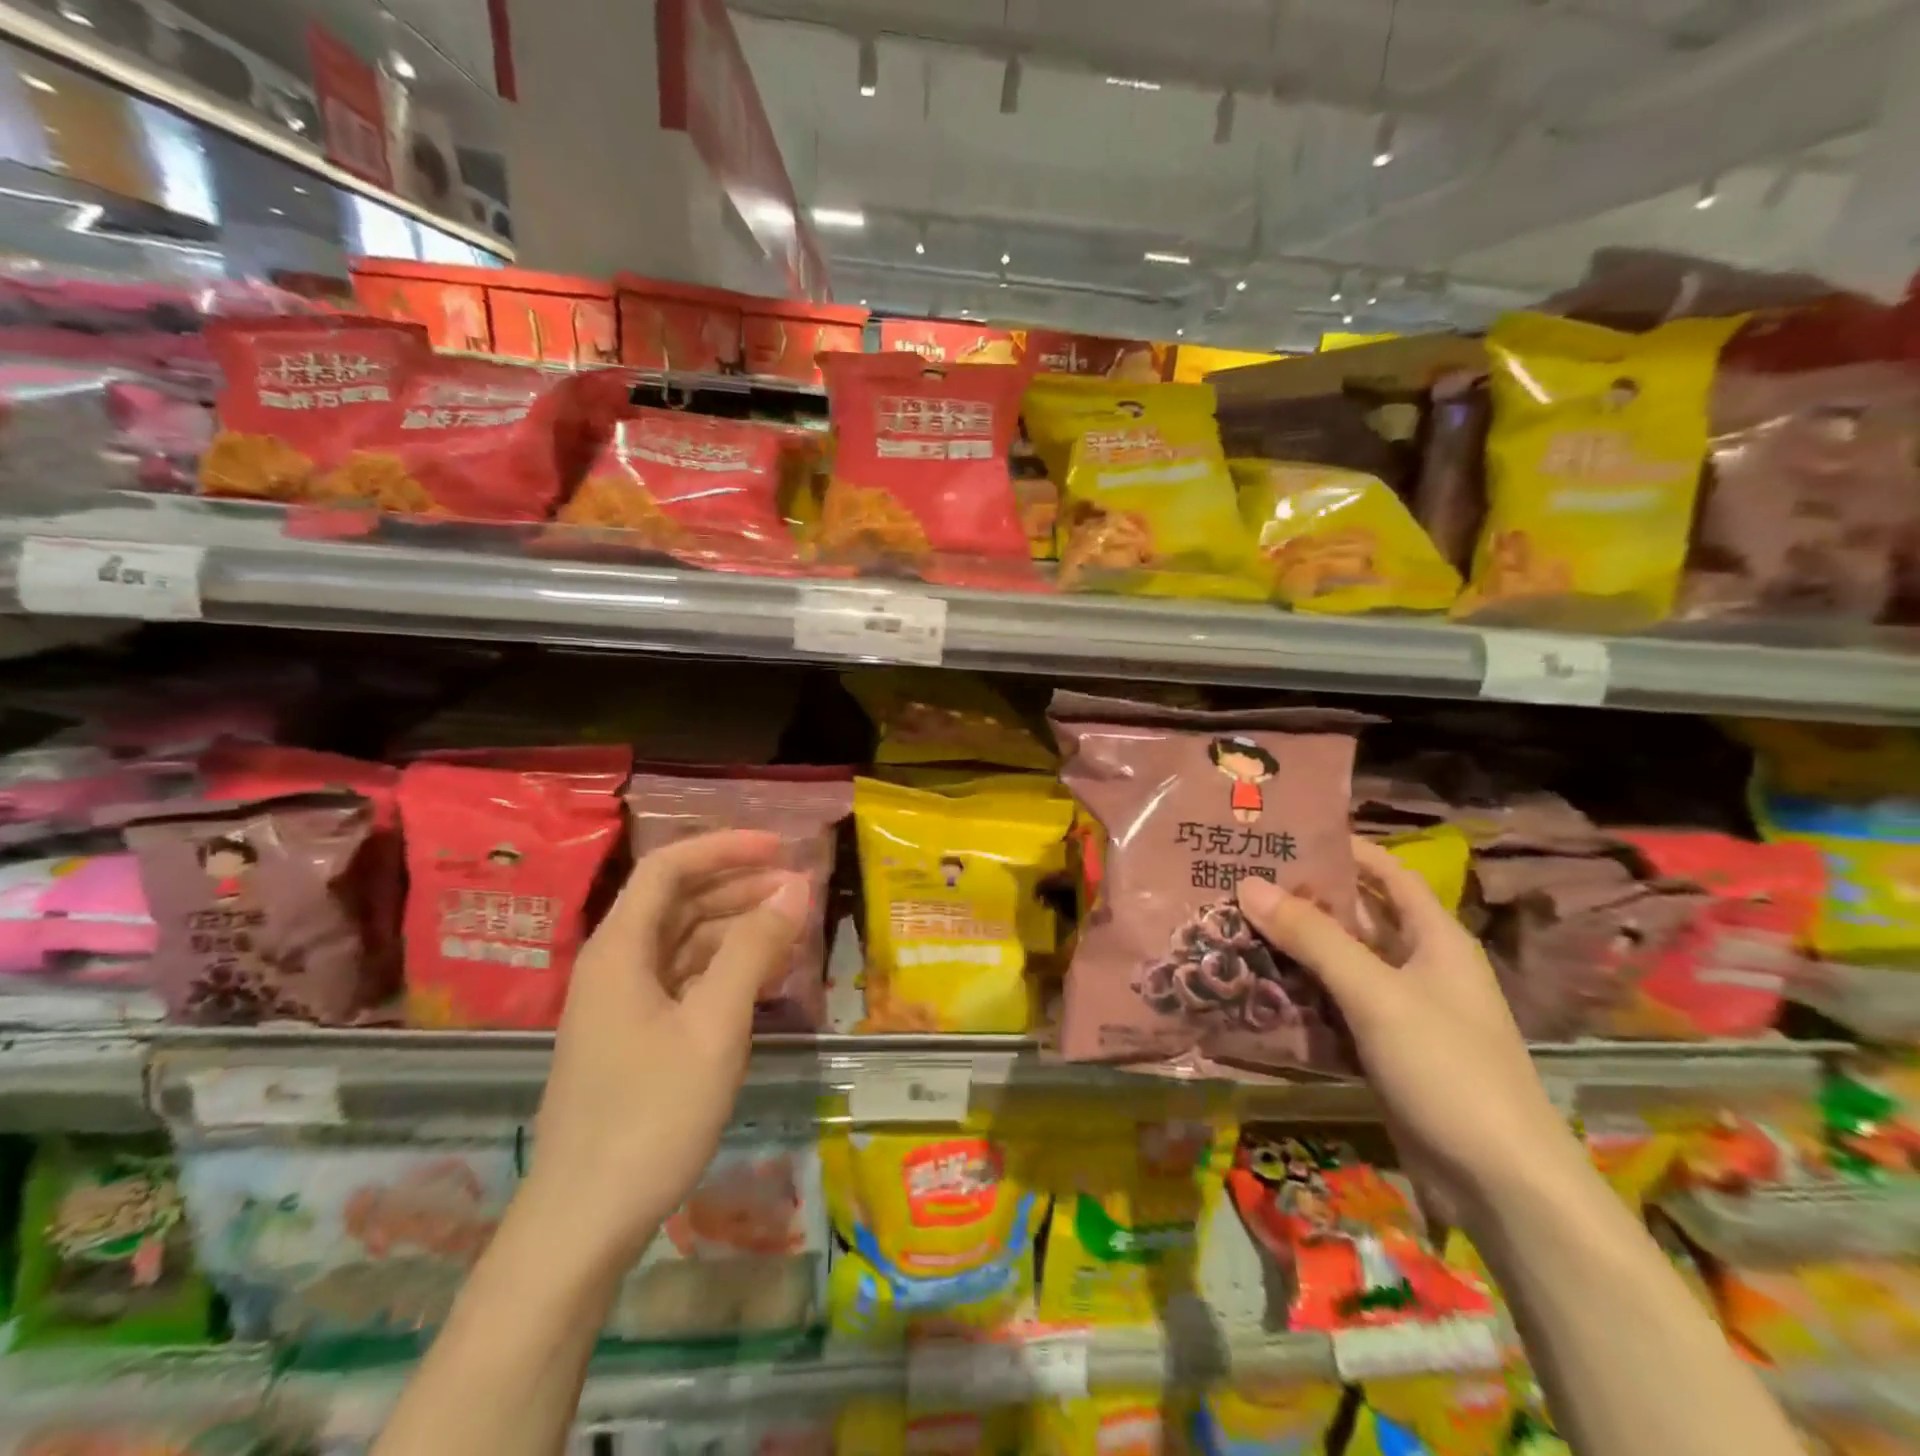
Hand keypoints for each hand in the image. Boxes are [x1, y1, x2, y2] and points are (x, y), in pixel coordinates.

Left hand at [524, 830, 807, 1265]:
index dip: (724, 848)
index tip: (780, 848)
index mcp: (619, 950)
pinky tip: (763, 976)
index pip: (668, 868)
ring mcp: (622, 1003)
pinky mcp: (634, 1036)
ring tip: (791, 928)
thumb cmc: (650, 1116)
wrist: (582, 1225)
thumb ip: (753, 949)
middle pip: (677, 900)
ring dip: (735, 927)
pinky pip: (684, 979)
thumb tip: (795, 885)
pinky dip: (724, 967)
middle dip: (738, 885)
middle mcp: (615, 965)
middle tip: (798, 888)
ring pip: (683, 941)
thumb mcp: (714, 1026)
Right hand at [1237, 838, 1582, 1215]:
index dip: (1343, 849)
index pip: (1387, 874)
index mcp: (1435, 938)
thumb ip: (1312, 938)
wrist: (1500, 1187)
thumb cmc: (1448, 1069)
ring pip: (1338, 964)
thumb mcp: (1376, 993)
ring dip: (1293, 947)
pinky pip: (1333, 1006)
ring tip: (1231, 924)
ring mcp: (1401, 1011)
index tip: (1284, 833)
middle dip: (1302, 899)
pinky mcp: (1382, 1050)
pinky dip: (1298, 993)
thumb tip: (1248, 883)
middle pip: (1355, 917)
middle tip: (1238, 879)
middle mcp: (1419, 966)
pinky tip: (1253, 985)